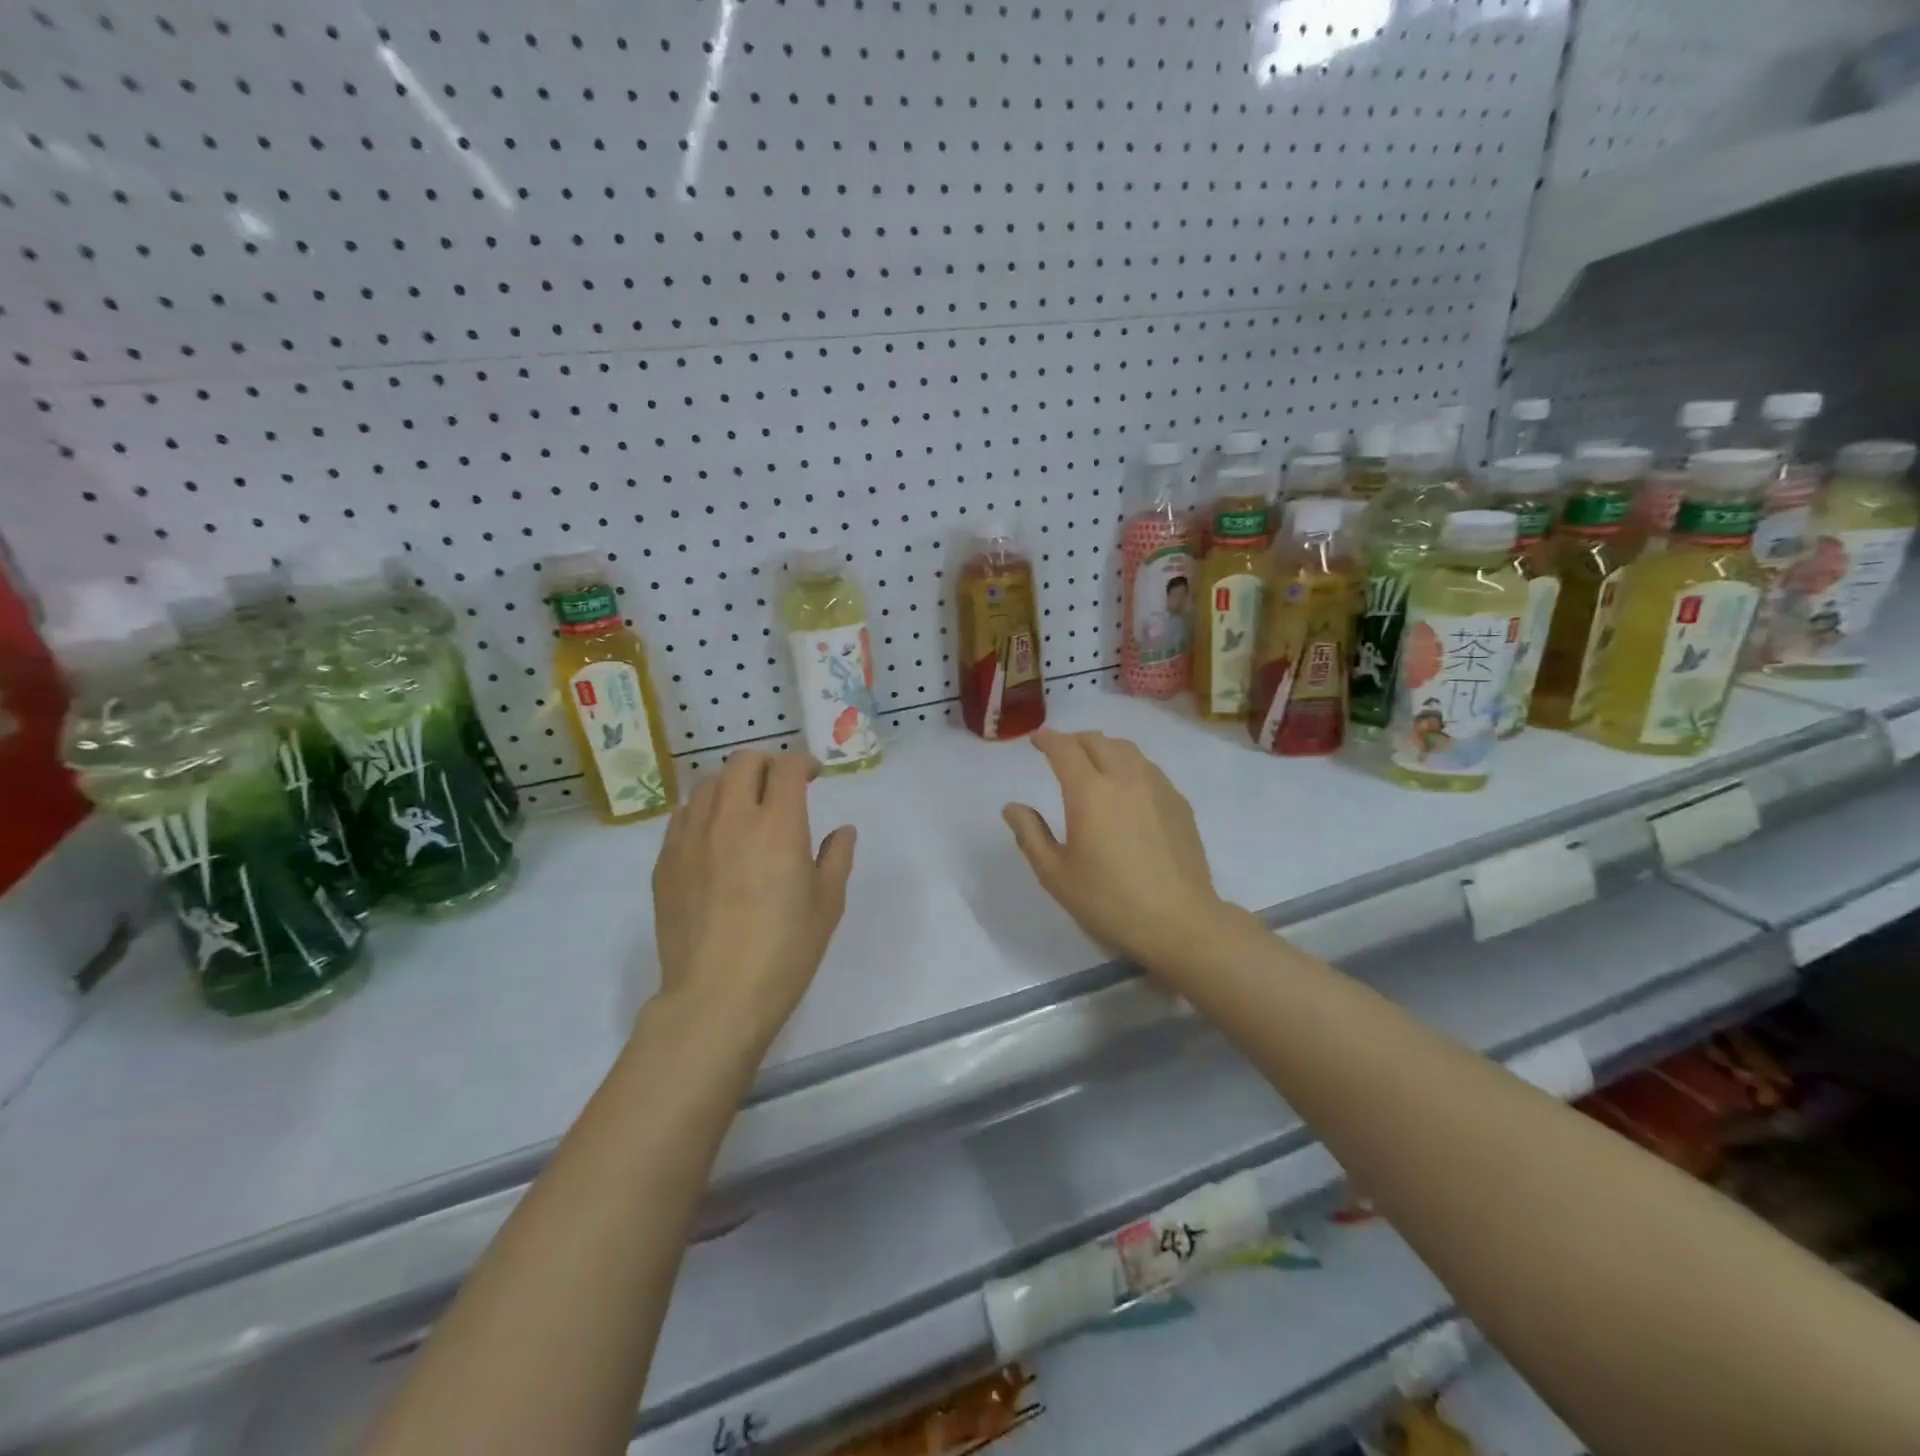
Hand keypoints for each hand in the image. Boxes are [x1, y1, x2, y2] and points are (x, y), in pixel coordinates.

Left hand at [652, 750, 856, 1050]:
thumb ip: (836, 858)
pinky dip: (703, 811)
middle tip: (780, 785)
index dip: (803, 764)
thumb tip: (842, 831)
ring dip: (732, 784)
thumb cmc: (784, 953)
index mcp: (778, 825)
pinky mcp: (666, 861)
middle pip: (742, 762)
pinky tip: (714, 836)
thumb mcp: (827, 905)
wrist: (717, 997)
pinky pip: (683, 816)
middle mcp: (731, 819)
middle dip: (767, 763)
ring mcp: (691, 838)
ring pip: (707, 784)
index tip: (813, 776)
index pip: (787, 768)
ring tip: (744, 806)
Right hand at [1003, 729, 1227, 972]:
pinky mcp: (1179, 802)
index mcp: (1089, 792)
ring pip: (1127, 750)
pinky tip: (1127, 788)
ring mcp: (1157, 787)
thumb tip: (1013, 808)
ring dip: (1104, 748)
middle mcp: (1124, 778)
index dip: (1048, 739)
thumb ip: (1031, 835)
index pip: (1065, 749)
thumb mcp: (1056, 874)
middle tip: (1061, 752)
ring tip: (1094, 763)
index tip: (1036, 739)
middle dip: (1074, 740)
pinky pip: (1148, 768)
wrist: (1179, 921)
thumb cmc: (1109, 901)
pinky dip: (1129, 765)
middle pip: (1097, 741)